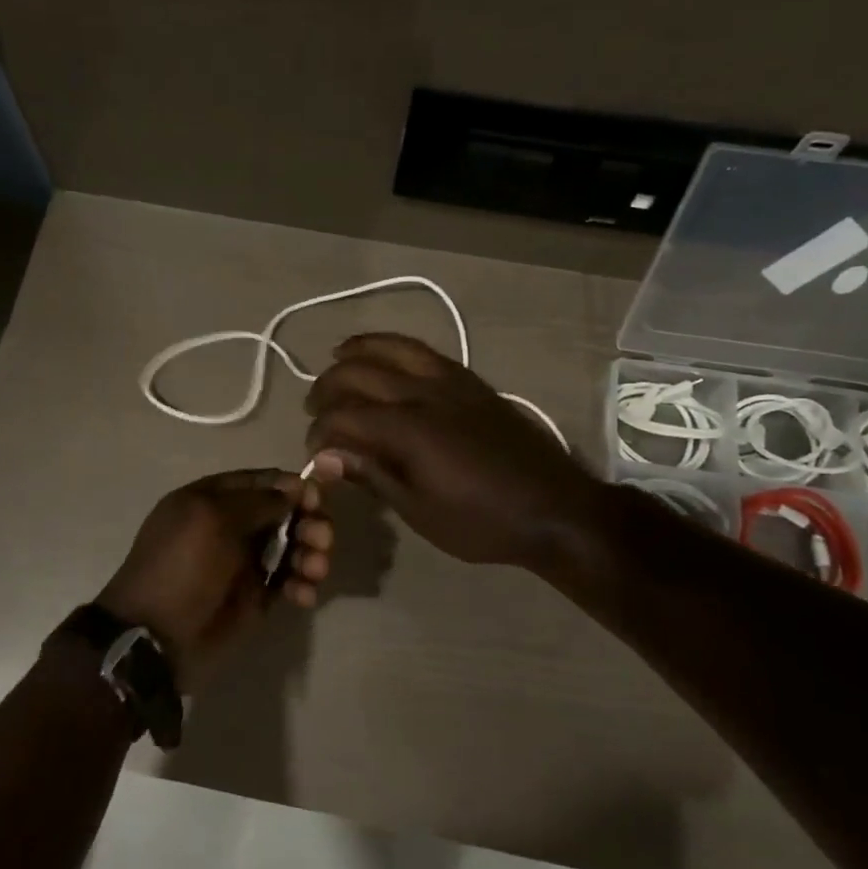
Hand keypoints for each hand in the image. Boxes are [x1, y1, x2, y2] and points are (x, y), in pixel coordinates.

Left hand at [97, 469, 332, 690]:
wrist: (156, 637)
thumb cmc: (181, 567)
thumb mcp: (211, 519)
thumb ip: (258, 500)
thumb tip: (295, 487)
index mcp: (214, 499)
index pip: (264, 482)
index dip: (293, 487)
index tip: (316, 500)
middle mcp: (232, 526)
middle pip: (285, 513)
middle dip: (309, 522)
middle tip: (322, 539)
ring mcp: (245, 563)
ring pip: (293, 547)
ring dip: (311, 553)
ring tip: (315, 569)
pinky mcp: (257, 597)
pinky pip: (290, 582)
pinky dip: (303, 585)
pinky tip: (304, 595)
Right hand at [304, 334, 597, 569]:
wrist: (554, 509)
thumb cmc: (482, 521)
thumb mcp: (419, 510)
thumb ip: (371, 474)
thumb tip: (325, 456)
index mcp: (409, 429)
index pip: (345, 416)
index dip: (320, 431)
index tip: (313, 451)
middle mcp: (425, 393)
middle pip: (361, 373)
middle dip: (328, 386)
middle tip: (314, 407)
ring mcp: (452, 381)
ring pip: (395, 348)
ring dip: (360, 349)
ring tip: (337, 355)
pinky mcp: (472, 382)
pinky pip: (425, 352)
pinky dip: (397, 347)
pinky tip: (388, 357)